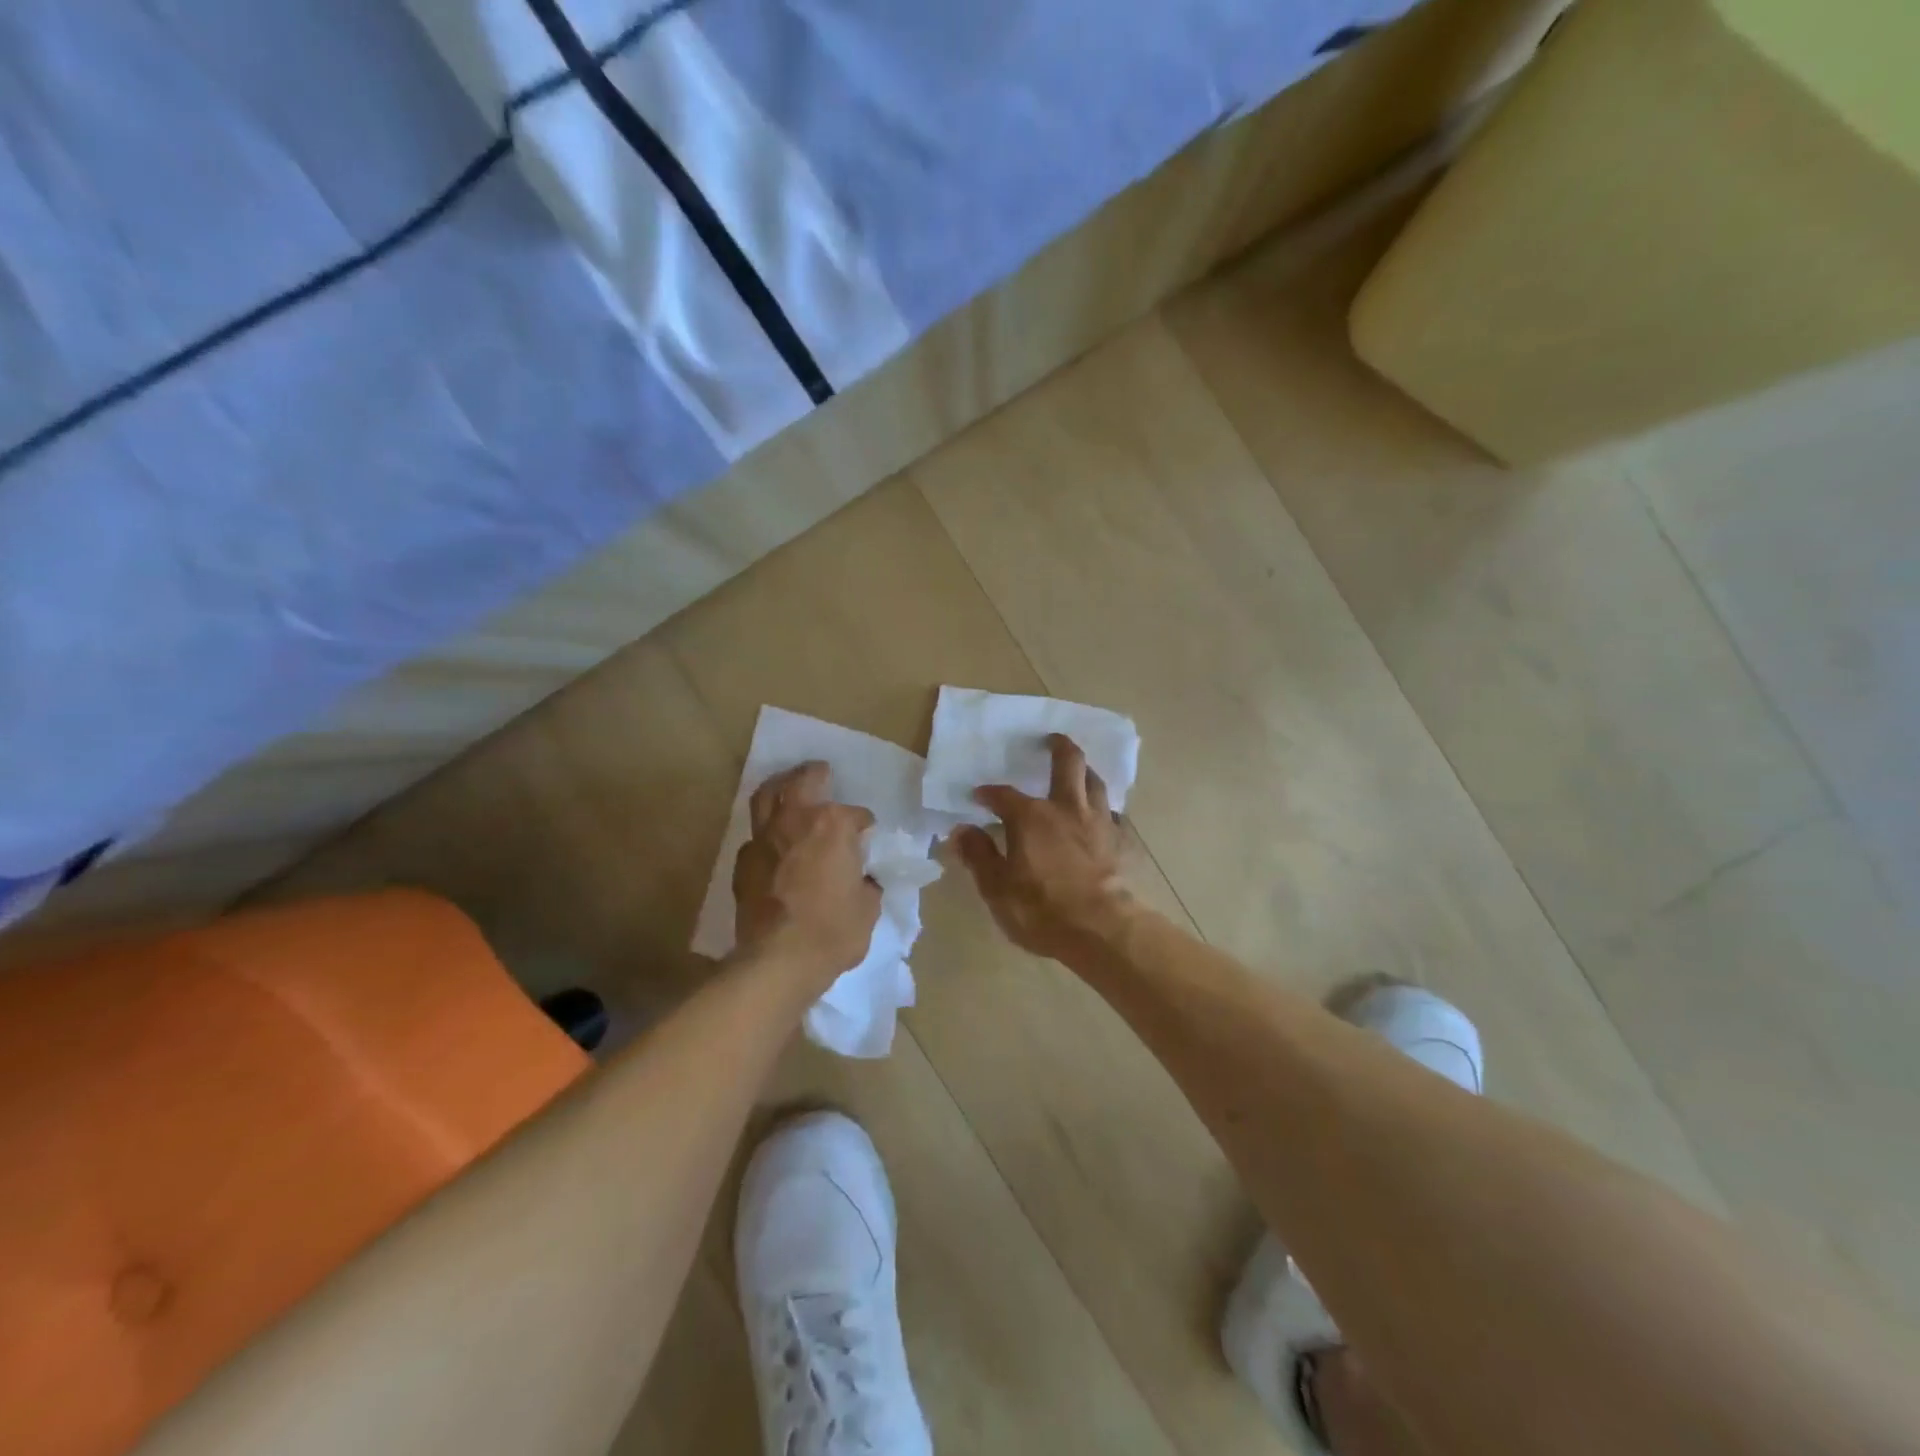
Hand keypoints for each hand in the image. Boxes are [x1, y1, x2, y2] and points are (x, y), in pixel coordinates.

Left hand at [733, 762, 880, 985]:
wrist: (778, 961)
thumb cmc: (833, 932)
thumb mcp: (868, 908)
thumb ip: (865, 884)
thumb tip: (860, 880)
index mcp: (833, 825)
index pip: (856, 815)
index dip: (864, 826)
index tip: (867, 836)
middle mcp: (796, 821)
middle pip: (802, 781)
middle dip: (814, 774)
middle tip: (821, 771)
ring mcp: (764, 839)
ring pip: (766, 796)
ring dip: (780, 787)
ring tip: (788, 787)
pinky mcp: (743, 863)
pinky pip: (755, 837)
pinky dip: (766, 833)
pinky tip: (773, 844)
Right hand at [954, 734, 1129, 960]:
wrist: (1102, 930)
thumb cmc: (1041, 908)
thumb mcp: (997, 887)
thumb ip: (979, 855)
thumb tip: (962, 831)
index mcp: (1031, 817)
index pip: (1004, 795)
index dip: (989, 794)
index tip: (979, 796)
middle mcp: (1066, 808)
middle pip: (1068, 763)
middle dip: (1058, 747)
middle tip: (1051, 739)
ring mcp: (1098, 822)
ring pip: (1095, 782)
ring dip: (1085, 771)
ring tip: (1079, 770)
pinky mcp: (1119, 840)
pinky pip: (1112, 813)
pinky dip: (1103, 808)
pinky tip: (1099, 816)